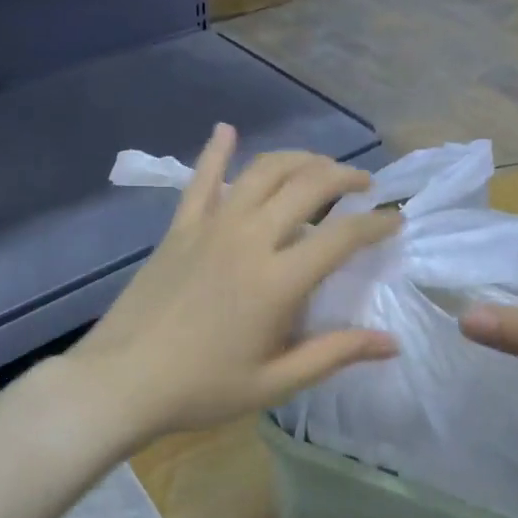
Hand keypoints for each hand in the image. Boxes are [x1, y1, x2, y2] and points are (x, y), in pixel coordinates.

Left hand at [66, 125, 401, 448]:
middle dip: (345, 177)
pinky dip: (217, 151)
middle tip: (364, 185)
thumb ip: (336, 354)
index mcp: (278, 280)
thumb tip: (392, 343)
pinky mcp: (180, 227)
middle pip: (308, 186)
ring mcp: (212, 226)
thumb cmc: (203, 388)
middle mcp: (250, 238)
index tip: (396, 220)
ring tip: (320, 166)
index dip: (377, 224)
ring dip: (300, 159)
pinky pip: (202, 179)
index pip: (342, 236)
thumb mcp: (276, 382)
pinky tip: (227, 130)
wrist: (121, 381)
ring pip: (264, 171)